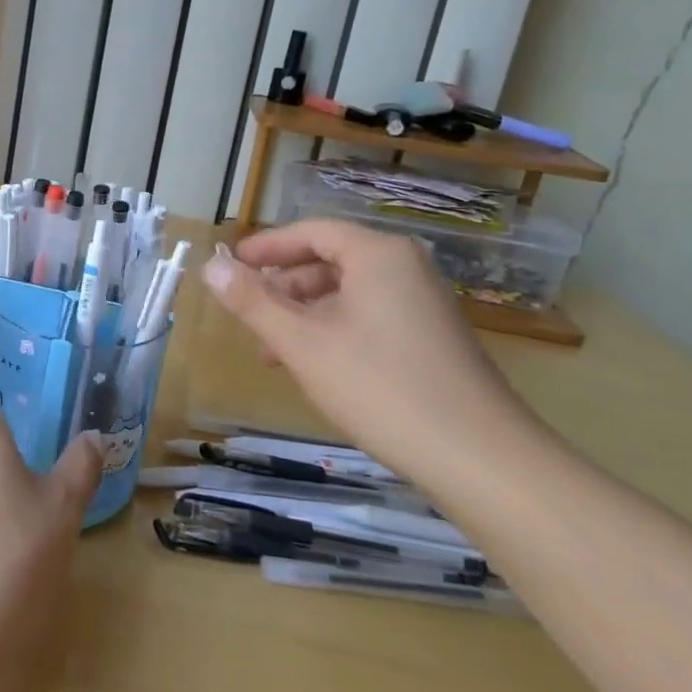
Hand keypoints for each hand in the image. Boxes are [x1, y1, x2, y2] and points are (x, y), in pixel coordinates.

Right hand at [200, 222, 540, 482]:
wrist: (481, 459)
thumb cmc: (381, 387)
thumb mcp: (302, 343)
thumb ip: (252, 301)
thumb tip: (211, 265)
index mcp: (378, 254)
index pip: (311, 232)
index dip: (266, 247)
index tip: (230, 266)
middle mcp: (406, 268)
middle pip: (328, 261)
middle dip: (282, 288)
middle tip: (248, 315)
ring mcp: (424, 303)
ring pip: (347, 293)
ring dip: (304, 315)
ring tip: (273, 352)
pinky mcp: (432, 338)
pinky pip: (369, 316)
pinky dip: (333, 331)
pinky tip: (315, 368)